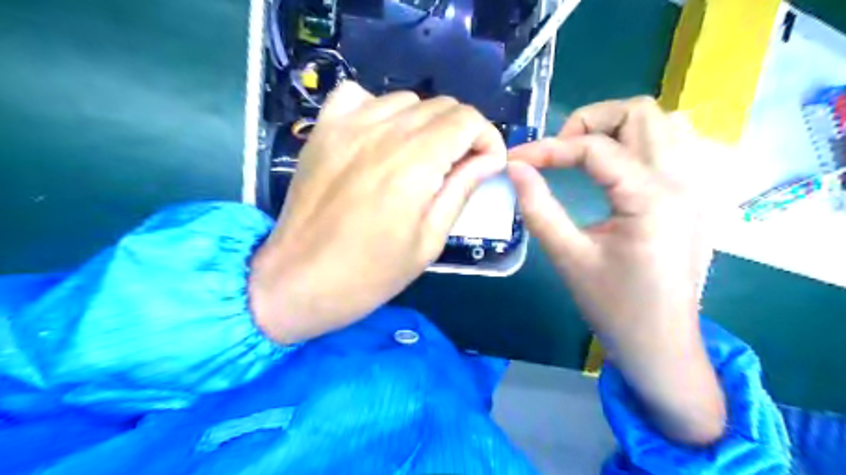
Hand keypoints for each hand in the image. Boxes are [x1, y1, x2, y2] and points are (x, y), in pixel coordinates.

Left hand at [249, 84, 504, 345]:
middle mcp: (383, 133)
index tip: (486, 165)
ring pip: (406, 99)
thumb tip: (489, 159)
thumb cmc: (370, 273)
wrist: (299, 280)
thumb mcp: (429, 241)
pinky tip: (380, 138)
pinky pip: (359, 96)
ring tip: (420, 157)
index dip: (487, 139)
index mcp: (414, 164)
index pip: (467, 120)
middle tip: (457, 167)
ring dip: (425, 123)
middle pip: (441, 105)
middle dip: (461, 132)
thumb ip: (461, 190)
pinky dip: (380, 109)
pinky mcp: (323, 130)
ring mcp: (348, 126)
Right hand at [507, 96, 727, 445]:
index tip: (515, 160)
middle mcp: (681, 181)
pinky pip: (671, 146)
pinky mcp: (692, 198)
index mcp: (650, 198)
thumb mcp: (568, 257)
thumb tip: (514, 168)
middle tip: (558, 153)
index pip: (594, 147)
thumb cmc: (613, 307)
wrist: (660, 345)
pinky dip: (637, 143)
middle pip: (639, 112)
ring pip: (662, 123)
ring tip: (585, 156)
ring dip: (617, 129)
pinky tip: (615, 169)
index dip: (547, 148)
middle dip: (589, 122)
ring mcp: (694, 187)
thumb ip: (538, 208)